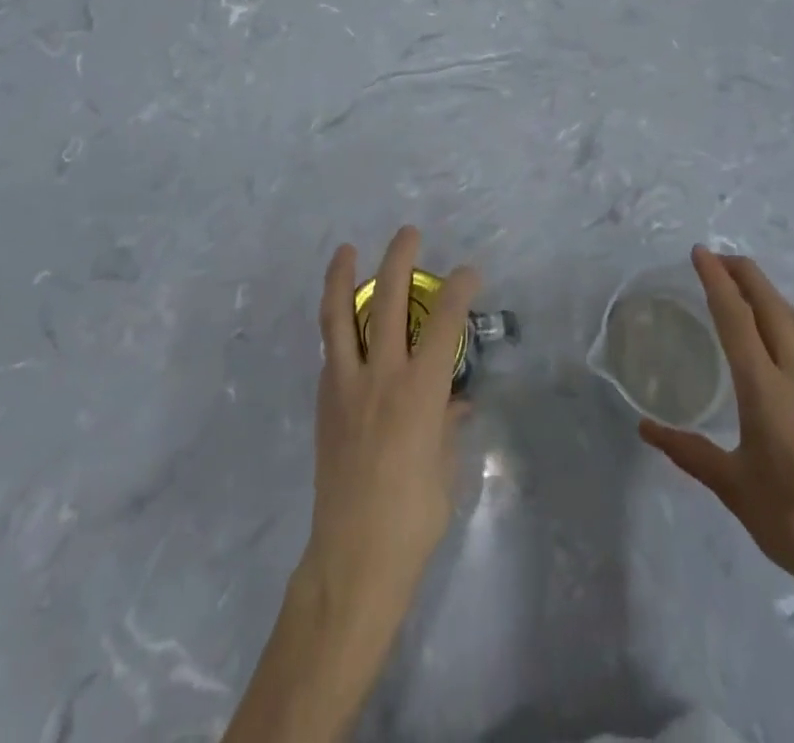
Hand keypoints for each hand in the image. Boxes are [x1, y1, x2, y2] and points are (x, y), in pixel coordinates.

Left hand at [303, 226, 478, 639]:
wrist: (353, 559)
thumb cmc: (414, 517)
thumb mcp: (445, 467)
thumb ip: (448, 424)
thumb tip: (454, 402)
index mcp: (420, 392)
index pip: (444, 322)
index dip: (458, 289)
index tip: (468, 272)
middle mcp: (381, 377)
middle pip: (387, 301)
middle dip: (399, 260)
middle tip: (408, 234)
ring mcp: (346, 386)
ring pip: (339, 317)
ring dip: (342, 277)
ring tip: (345, 250)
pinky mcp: (324, 402)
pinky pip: (331, 350)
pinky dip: (337, 324)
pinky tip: (343, 318)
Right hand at [639, 246, 793, 616]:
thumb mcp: (734, 488)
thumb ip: (689, 452)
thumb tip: (645, 428)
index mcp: (766, 392)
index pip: (737, 321)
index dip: (717, 282)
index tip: (700, 254)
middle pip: (772, 307)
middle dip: (745, 273)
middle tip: (716, 256)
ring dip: (768, 292)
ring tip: (742, 282)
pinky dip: (784, 317)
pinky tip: (773, 331)